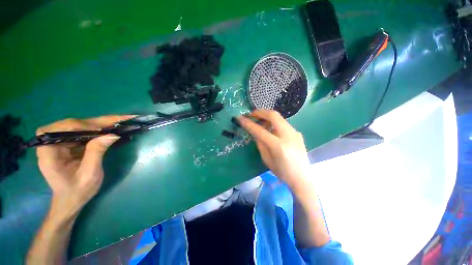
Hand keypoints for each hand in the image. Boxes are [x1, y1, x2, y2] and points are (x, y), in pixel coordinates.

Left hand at [36, 115, 133, 215]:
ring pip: (79, 126)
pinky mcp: (69, 143)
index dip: (78, 126)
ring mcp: (60, 143)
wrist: (72, 199)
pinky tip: (111, 127)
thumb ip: (96, 153)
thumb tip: (112, 134)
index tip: (100, 130)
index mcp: (49, 154)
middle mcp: (51, 144)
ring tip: (119, 121)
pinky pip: (84, 131)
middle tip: (120, 119)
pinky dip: (99, 128)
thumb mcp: (89, 174)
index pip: (57, 130)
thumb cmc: (78, 191)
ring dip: (99, 123)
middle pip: (70, 125)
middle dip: (95, 122)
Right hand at [237, 110, 310, 189]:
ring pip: (279, 117)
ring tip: (259, 120)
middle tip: (251, 114)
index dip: (248, 123)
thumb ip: (260, 143)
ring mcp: (295, 132)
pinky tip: (270, 128)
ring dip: (267, 116)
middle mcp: (288, 135)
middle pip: (273, 115)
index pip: (260, 130)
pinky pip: (283, 123)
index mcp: (278, 146)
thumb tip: (255, 131)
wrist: (302, 177)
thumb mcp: (266, 159)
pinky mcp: (297, 133)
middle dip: (260, 112)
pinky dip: (274, 122)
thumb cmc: (282, 172)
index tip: (239, 118)